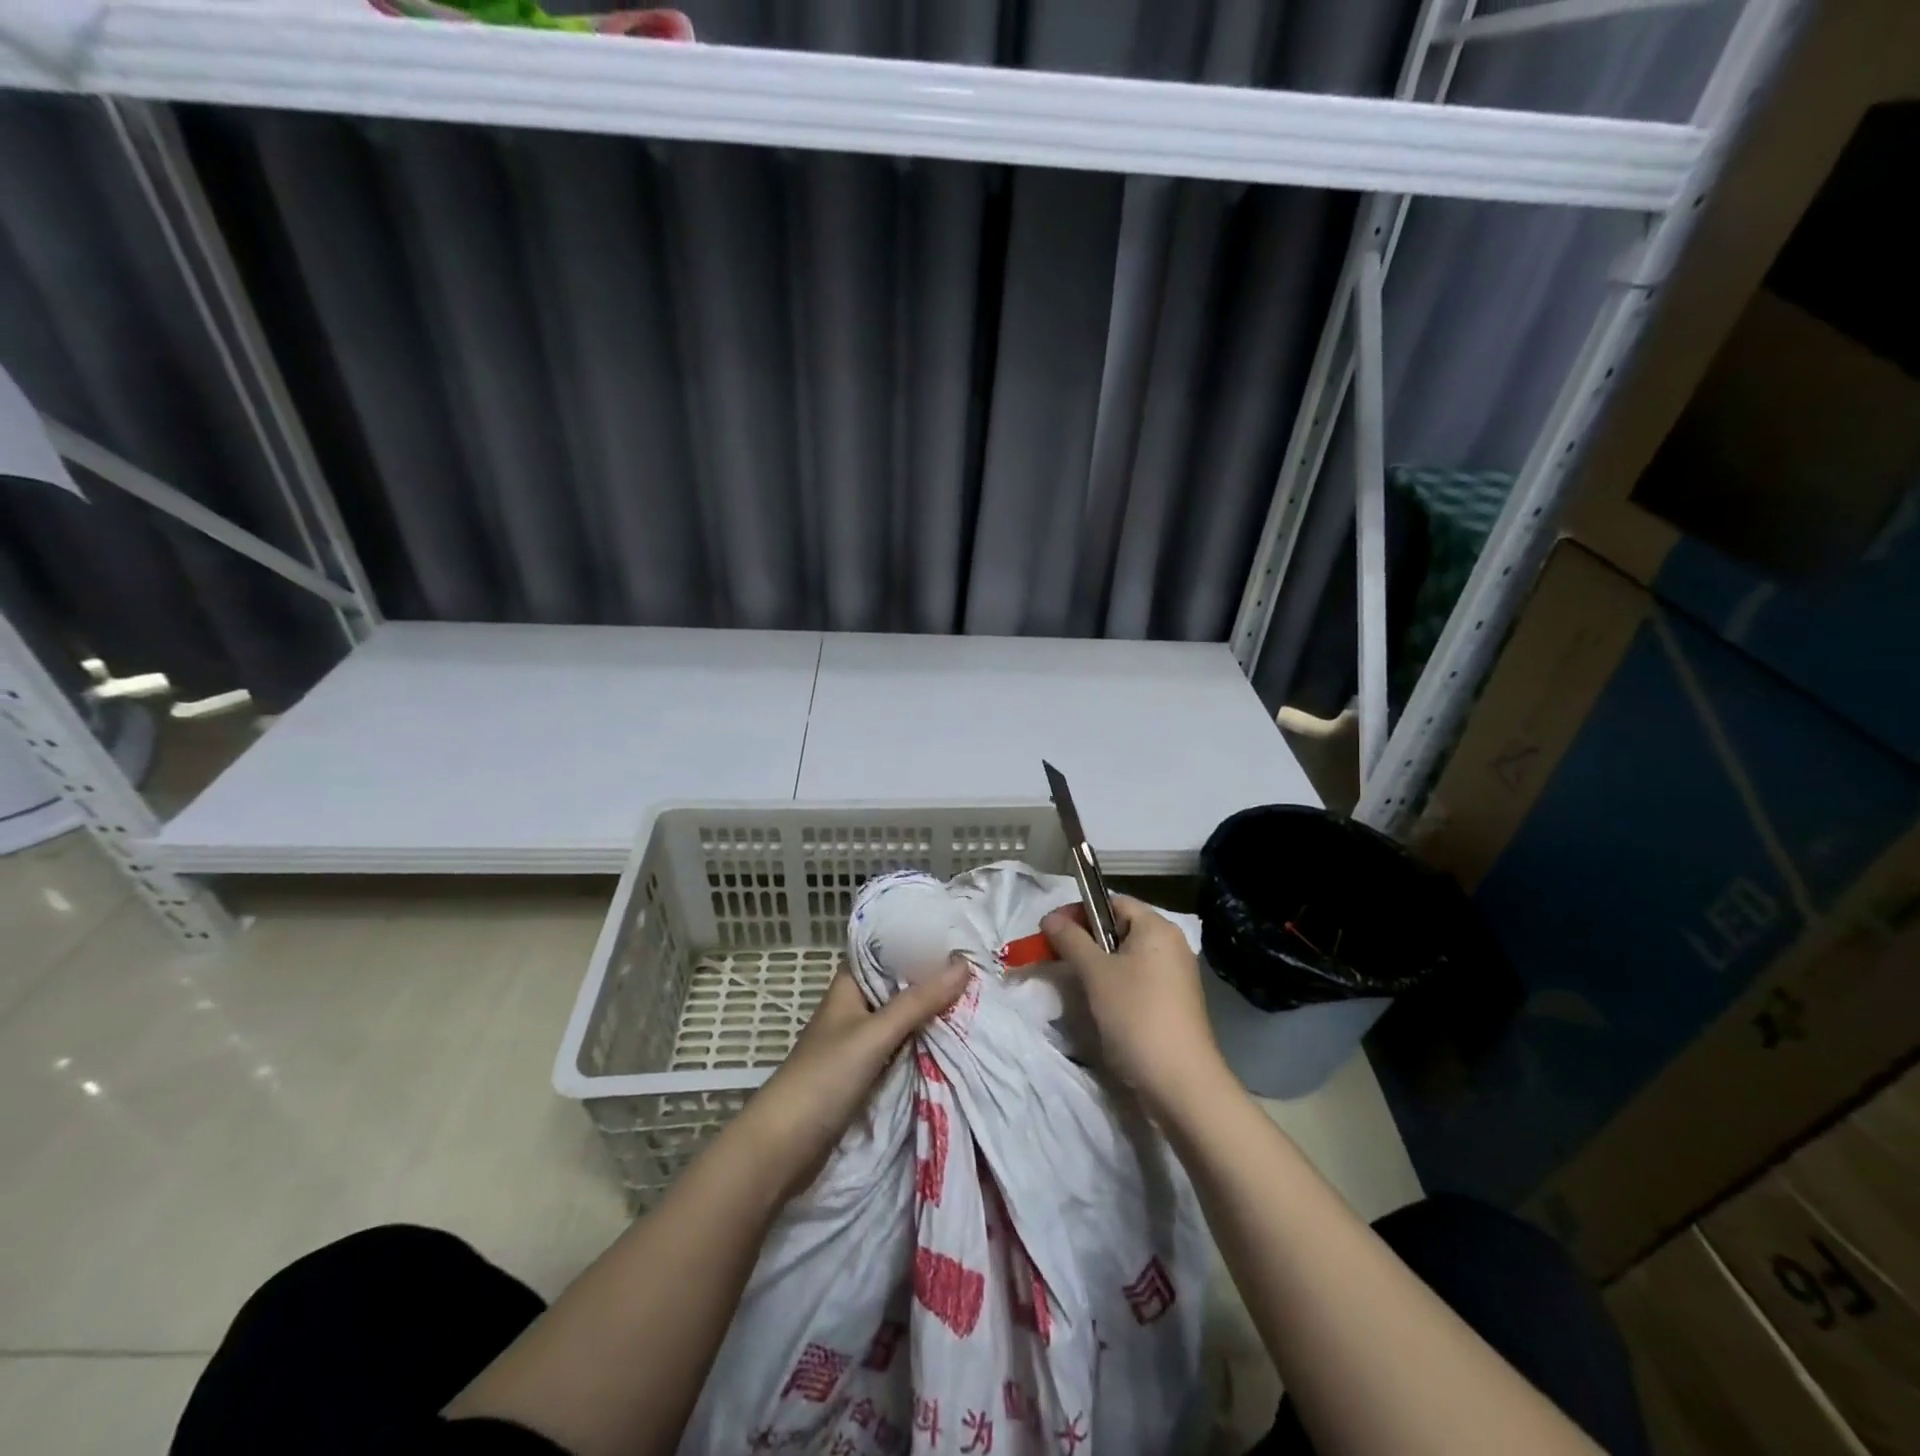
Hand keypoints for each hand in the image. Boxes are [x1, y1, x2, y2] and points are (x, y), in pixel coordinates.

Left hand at [741, 961, 968, 1190]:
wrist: (784, 1147)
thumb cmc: (824, 1077)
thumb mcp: (875, 1034)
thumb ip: (919, 1001)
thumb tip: (964, 963)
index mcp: (850, 984)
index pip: (889, 951)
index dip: (922, 944)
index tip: (962, 937)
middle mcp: (856, 1006)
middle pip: (901, 985)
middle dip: (935, 981)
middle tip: (982, 969)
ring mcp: (861, 1040)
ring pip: (905, 1018)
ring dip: (933, 1013)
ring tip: (980, 998)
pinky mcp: (868, 1071)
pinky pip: (904, 1046)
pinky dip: (925, 1042)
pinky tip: (956, 1037)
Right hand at [1040, 897, 1225, 1105]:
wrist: (1180, 1082)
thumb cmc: (1136, 1015)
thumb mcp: (1095, 973)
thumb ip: (1070, 940)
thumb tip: (1049, 918)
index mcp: (1157, 927)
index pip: (1112, 902)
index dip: (1079, 911)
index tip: (1052, 932)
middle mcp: (1171, 945)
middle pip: (1119, 928)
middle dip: (1085, 940)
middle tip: (1056, 958)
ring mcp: (1175, 976)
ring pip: (1126, 957)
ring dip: (1097, 966)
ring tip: (1074, 984)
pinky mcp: (1174, 1003)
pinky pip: (1137, 980)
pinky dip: (1114, 985)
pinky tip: (1099, 1006)